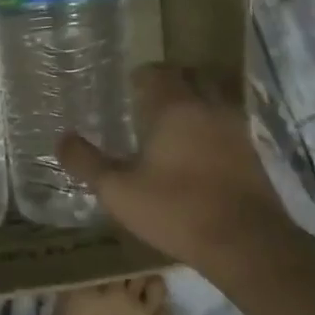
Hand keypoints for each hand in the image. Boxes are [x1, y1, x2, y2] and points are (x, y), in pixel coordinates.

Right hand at [58, 65, 283, 274]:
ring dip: (195, 102)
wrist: (245, 243)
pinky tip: (198, 151)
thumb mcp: (117, 190)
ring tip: (173, 124)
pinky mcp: (253, 153)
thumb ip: (86, 162)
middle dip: (171, 82)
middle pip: (192, 76)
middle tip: (148, 101)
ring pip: (214, 98)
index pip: (158, 72)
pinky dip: (211, 126)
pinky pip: (228, 124)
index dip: (142, 76)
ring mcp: (236, 128)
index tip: (128, 87)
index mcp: (175, 107)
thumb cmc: (175, 209)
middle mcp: (209, 107)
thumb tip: (61, 138)